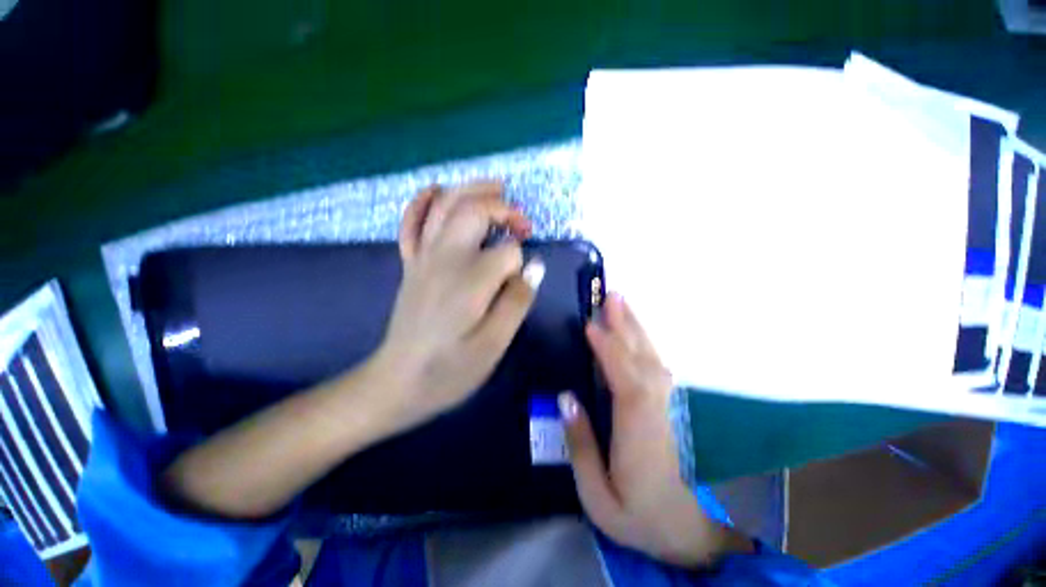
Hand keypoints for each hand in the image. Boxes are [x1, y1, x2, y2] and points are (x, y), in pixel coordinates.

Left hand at [375, 181, 545, 425]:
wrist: (397, 381)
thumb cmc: (450, 369)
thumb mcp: (494, 345)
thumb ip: (517, 302)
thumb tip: (534, 266)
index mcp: (470, 280)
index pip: (508, 252)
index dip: (521, 262)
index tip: (521, 282)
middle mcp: (445, 258)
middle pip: (474, 211)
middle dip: (504, 208)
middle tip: (524, 223)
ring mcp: (423, 258)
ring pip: (445, 205)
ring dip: (473, 190)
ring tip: (497, 188)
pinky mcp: (411, 264)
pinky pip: (412, 222)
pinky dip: (423, 201)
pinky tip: (437, 190)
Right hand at [559, 294, 752, 567]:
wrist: (686, 531)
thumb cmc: (637, 516)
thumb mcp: (596, 496)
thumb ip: (581, 445)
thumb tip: (567, 397)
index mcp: (638, 433)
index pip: (625, 381)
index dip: (609, 350)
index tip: (590, 325)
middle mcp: (657, 411)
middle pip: (642, 360)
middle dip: (626, 326)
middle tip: (613, 296)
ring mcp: (667, 406)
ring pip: (652, 359)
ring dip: (636, 330)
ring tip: (622, 306)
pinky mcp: (668, 406)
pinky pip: (657, 367)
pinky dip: (645, 346)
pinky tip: (636, 335)